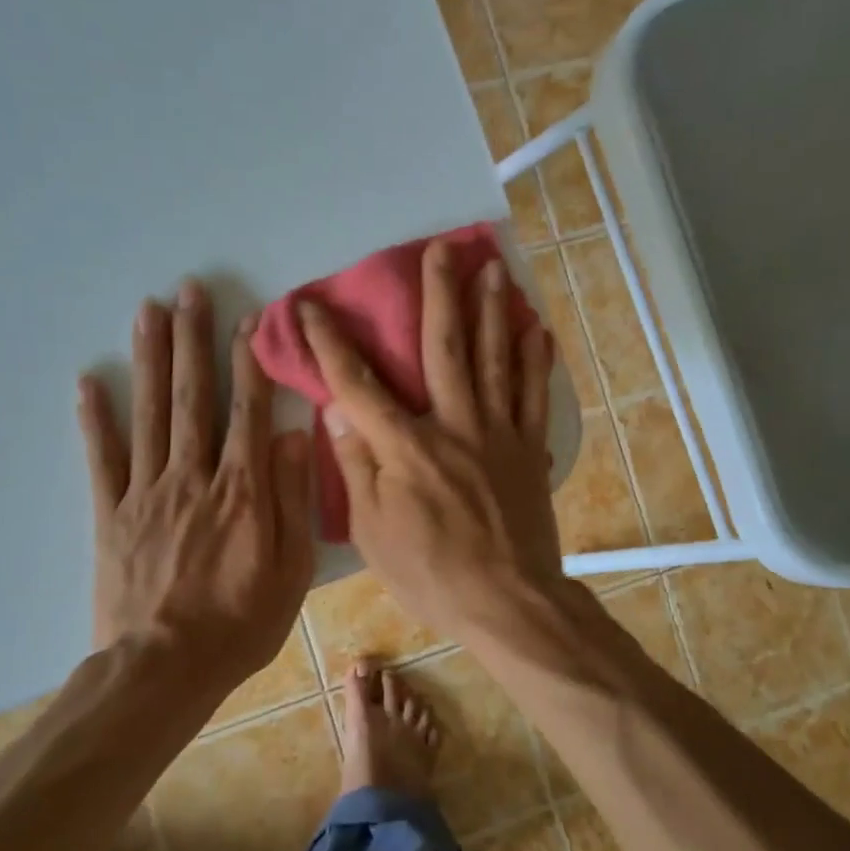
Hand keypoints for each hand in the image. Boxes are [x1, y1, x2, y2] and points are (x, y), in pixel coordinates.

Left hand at [77, 281, 314, 692]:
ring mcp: (147, 492)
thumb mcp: (291, 567)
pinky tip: (88, 382)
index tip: (248, 318)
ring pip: (149, 413)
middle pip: (192, 396)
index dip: (249, 360)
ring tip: (148, 311)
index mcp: (242, 488)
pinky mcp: (111, 514)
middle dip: (192, 339)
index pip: (248, 409)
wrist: (164, 670)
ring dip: (149, 359)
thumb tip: (294, 434)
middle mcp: (193, 476)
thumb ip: (291, 497)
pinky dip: (95, 419)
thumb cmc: (241, 621)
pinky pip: (102, 459)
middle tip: (187, 290)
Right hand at [300, 241, 561, 642]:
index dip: (329, 343)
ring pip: (495, 359)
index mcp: (405, 447)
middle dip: (439, 295)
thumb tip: (337, 414)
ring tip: (494, 269)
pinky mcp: (528, 449)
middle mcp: (453, 425)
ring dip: (492, 311)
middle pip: (444, 349)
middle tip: (442, 249)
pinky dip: (537, 361)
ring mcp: (497, 433)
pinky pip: (534, 396)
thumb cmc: (430, 573)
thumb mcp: (373, 532)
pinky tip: (539, 329)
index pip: (357, 384)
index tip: (310, 306)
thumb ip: (355, 467)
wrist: (506, 601)